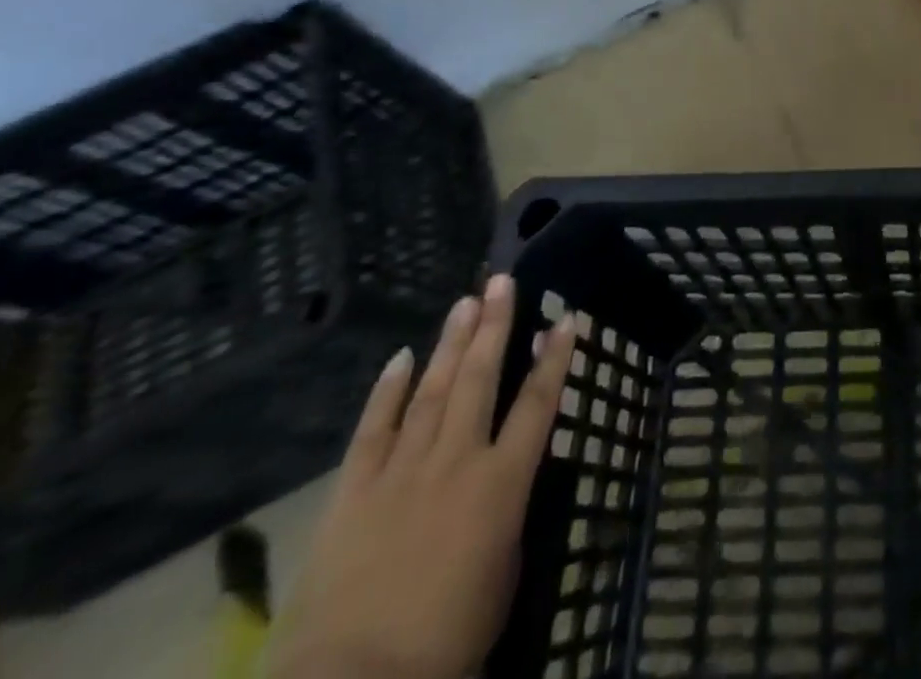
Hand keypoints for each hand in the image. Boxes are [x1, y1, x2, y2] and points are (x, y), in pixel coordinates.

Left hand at [267, 274, 577, 678]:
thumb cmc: (448, 637)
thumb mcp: (502, 570)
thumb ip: (504, 512)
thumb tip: (501, 480)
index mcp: (502, 482)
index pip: (538, 404)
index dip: (555, 359)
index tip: (567, 319)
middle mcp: (456, 460)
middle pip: (481, 379)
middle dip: (495, 326)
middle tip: (502, 282)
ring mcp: (402, 471)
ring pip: (433, 390)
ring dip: (452, 343)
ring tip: (465, 302)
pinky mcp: (353, 492)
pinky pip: (373, 430)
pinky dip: (387, 391)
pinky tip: (401, 358)